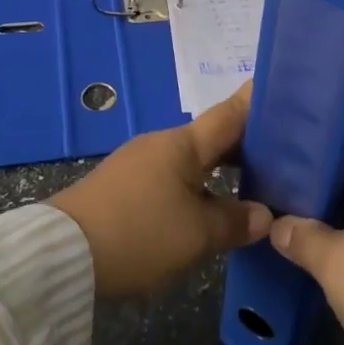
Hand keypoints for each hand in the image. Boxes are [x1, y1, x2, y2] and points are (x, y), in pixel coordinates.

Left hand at [51, 85, 271, 297]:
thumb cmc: (140, 233)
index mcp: (183, 144)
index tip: (280, 89)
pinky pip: (171, 177)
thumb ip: (235, 222)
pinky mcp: (122, 187)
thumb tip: (264, 215)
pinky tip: (206, 207)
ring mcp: (138, 163)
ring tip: (251, 185)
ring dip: (219, 169)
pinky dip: (196, 185)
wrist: (62, 255)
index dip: (255, 102)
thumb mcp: (196, 235)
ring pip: (191, 160)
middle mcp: (162, 144)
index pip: (229, 114)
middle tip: (282, 155)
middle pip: (211, 138)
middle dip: (245, 146)